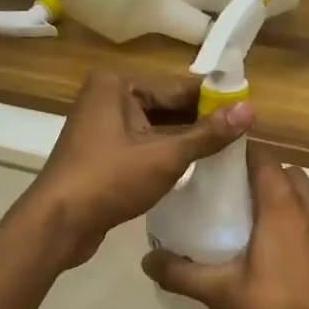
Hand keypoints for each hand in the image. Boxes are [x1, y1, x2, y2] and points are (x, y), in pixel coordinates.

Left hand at [24, 71, 253, 267]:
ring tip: (225, 154)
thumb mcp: (165, 156)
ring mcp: (101, 125)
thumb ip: (208, 134)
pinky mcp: (102, 152)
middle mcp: (106, 96)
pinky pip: (142, 145)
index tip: (247, 114)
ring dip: (185, 141)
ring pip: (156, 128)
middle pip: (167, 106)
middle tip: (241, 139)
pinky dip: (165, 154)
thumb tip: (250, 109)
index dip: (214, 102)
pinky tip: (193, 168)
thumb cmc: (109, 181)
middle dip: (200, 123)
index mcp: (117, 84)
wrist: (58, 224)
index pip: (179, 87)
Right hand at [142, 148, 308, 308]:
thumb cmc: (279, 306)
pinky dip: (296, 215)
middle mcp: (308, 204)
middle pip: (282, 170)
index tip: (214, 163)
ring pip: (302, 191)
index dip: (238, 153)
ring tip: (251, 217)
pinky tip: (277, 244)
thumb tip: (147, 261)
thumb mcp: (222, 292)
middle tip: (228, 192)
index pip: (261, 156)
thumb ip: (182, 274)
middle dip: (257, 173)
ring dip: (279, 194)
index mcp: (281, 203)